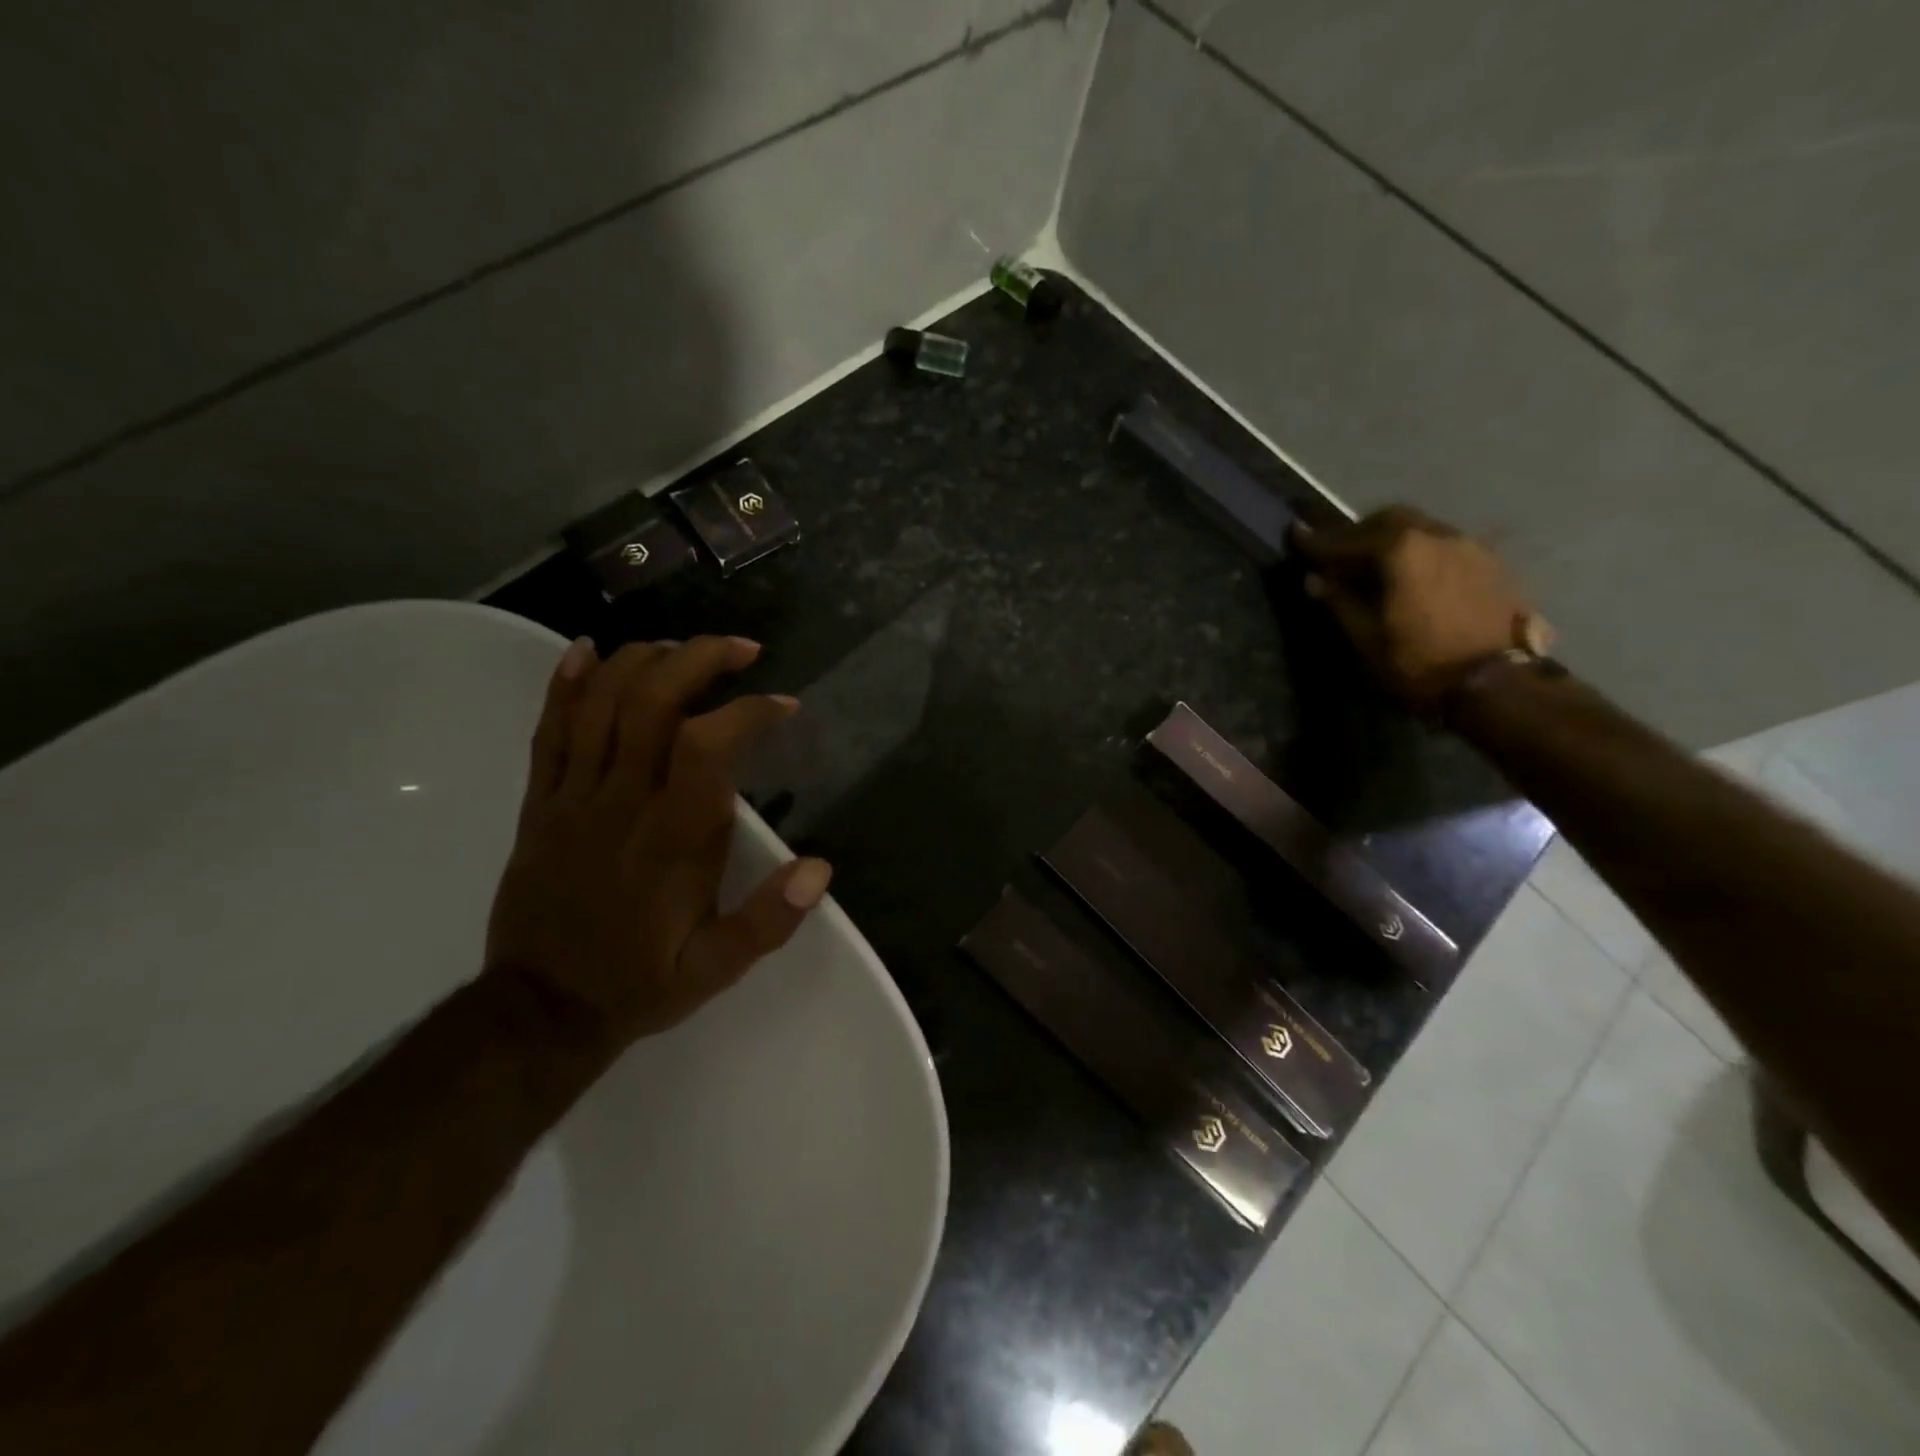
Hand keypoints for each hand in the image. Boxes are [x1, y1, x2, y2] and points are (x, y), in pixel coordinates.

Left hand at [484, 635, 831, 1053]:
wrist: (542, 1010)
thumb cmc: (640, 982)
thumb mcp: (716, 968)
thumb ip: (768, 921)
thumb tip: (820, 868)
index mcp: (673, 838)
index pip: (709, 746)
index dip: (748, 711)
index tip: (782, 704)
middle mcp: (622, 803)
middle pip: (652, 703)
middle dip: (699, 660)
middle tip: (741, 648)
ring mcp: (573, 799)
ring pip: (600, 705)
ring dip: (643, 661)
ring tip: (682, 646)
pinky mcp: (540, 805)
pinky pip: (547, 733)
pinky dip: (566, 686)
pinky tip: (587, 650)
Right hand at [1290, 507, 1550, 707]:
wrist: (1497, 683)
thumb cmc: (1420, 662)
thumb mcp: (1367, 637)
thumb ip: (1340, 602)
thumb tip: (1315, 579)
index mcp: (1400, 550)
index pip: (1348, 540)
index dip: (1317, 542)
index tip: (1295, 535)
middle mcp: (1436, 535)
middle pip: (1389, 520)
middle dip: (1359, 532)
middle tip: (1337, 553)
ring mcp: (1468, 546)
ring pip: (1421, 529)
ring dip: (1392, 540)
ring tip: (1375, 565)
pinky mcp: (1490, 564)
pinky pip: (1444, 545)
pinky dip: (1419, 552)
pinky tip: (1413, 576)